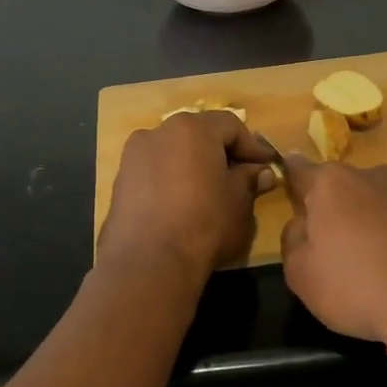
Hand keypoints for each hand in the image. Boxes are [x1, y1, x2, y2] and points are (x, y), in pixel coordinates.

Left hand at [98, 111, 276, 280]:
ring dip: (193, 165)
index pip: (230, 125)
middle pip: (198, 134)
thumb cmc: (204, 223)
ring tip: (209, 191)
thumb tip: (260, 172)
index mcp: (192, 128)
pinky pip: (154, 171)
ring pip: (173, 152)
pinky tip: (182, 204)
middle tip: (240, 176)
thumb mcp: (238, 201)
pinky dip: (171, 179)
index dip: (251, 145)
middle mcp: (159, 132)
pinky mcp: (120, 180)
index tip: (266, 164)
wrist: (148, 262)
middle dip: (220, 152)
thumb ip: (249, 179)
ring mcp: (134, 155)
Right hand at [278, 158, 386, 340]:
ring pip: (381, 202)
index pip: (300, 170)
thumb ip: (293, 238)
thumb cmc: (358, 286)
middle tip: (337, 247)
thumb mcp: (301, 274)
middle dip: (338, 210)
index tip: (287, 182)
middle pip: (344, 188)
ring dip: (374, 222)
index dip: (290, 177)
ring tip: (379, 261)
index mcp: (333, 184)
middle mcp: (374, 175)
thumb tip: (303, 223)